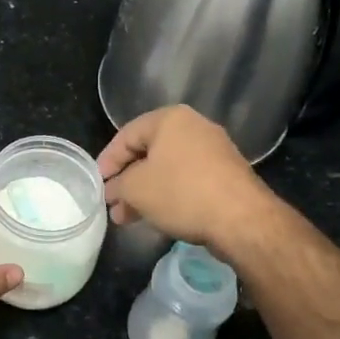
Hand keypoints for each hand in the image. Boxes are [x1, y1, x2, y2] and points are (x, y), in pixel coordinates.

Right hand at [97, 105, 278, 259]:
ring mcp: (214, 150)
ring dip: (146, 191)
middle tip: (113, 203)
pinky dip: (169, 194)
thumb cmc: (181, 192)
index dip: (108, 160)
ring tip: (128, 217)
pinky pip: (187, 179)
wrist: (242, 219)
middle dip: (127, 180)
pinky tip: (157, 216)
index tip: (98, 183)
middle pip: (149, 152)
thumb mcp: (136, 189)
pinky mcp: (226, 174)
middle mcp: (194, 126)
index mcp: (170, 119)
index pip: (127, 135)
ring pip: (168, 168)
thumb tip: (112, 192)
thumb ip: (118, 186)